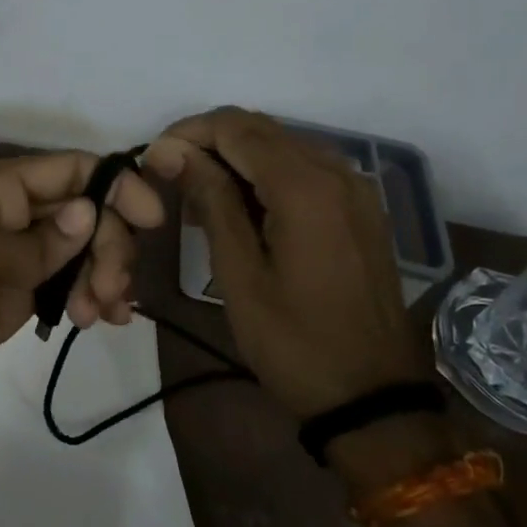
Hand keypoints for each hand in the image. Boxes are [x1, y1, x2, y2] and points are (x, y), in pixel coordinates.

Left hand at [0, 151, 164, 424]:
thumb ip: (35, 240)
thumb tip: (90, 210)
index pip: (69, 168)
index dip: (115, 185)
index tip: (151, 220)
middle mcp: (9, 214)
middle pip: (84, 210)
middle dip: (108, 244)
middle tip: (109, 290)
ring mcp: (14, 257)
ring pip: (81, 248)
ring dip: (104, 273)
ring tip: (103, 315)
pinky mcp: (15, 296)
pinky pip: (67, 284)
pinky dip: (92, 296)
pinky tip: (106, 320)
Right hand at [146, 108, 422, 417]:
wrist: (373, 398)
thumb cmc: (294, 341)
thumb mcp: (239, 273)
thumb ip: (210, 200)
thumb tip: (171, 150)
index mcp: (304, 186)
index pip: (234, 128)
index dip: (187, 133)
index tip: (153, 159)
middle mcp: (335, 171)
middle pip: (260, 129)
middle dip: (209, 141)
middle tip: (169, 176)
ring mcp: (355, 188)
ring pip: (282, 144)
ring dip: (236, 157)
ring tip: (198, 195)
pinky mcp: (360, 207)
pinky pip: (305, 167)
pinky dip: (266, 173)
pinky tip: (241, 207)